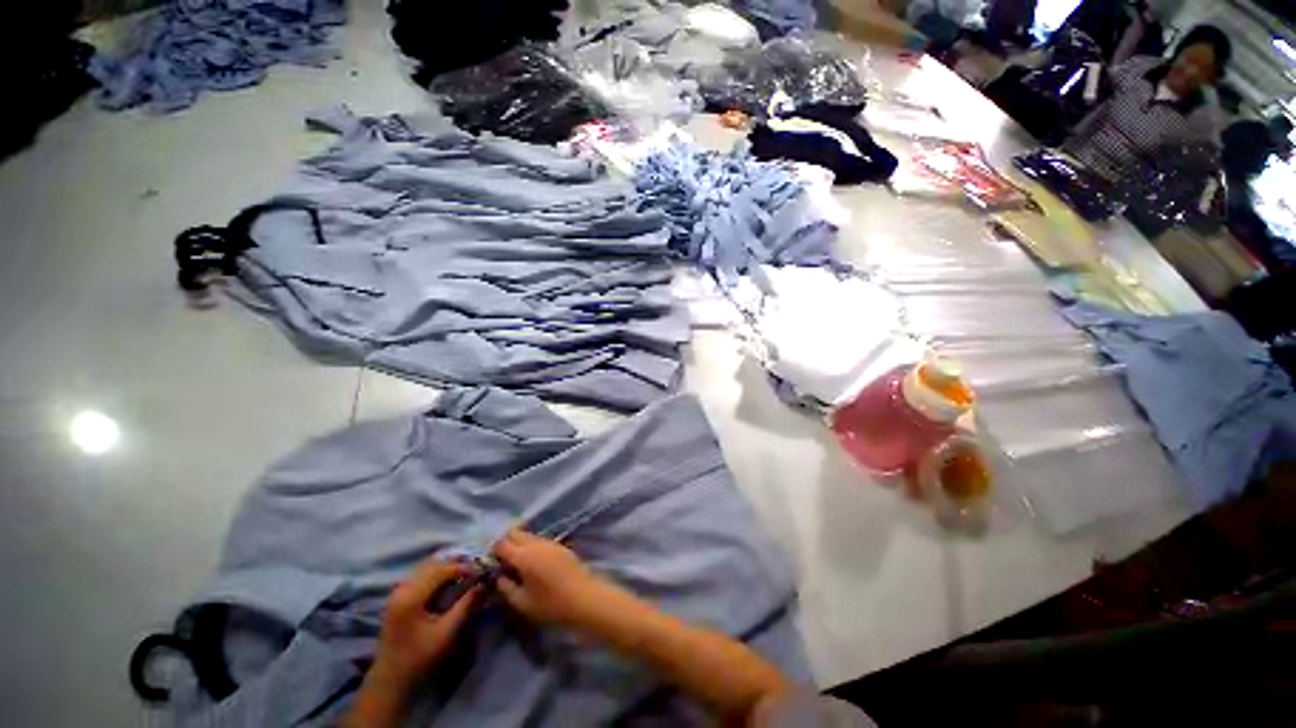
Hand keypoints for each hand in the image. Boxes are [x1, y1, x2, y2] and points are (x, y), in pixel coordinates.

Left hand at [369, 559, 482, 692]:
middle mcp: (401, 590)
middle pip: (432, 565)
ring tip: (464, 574)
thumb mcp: (446, 633)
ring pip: (425, 569)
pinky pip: (419, 577)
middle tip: (474, 570)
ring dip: (446, 568)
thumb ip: (465, 606)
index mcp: (410, 597)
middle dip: (455, 565)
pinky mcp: (398, 599)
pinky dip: (436, 575)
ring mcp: (397, 593)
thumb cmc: (419, 658)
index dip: (462, 567)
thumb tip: (483, 585)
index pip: (440, 570)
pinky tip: (448, 582)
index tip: (480, 571)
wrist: (391, 680)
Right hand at [491, 527, 611, 627]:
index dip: (493, 550)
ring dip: (519, 543)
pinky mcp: (560, 546)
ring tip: (515, 562)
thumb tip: (498, 576)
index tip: (489, 561)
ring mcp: (550, 542)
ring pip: (529, 535)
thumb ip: (506, 587)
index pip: (502, 544)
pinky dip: (531, 545)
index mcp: (524, 556)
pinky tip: (532, 561)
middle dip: (505, 542)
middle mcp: (536, 544)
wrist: (584, 597)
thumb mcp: (522, 602)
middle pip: (516, 533)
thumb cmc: (550, 604)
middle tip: (500, 560)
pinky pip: (540, 540)